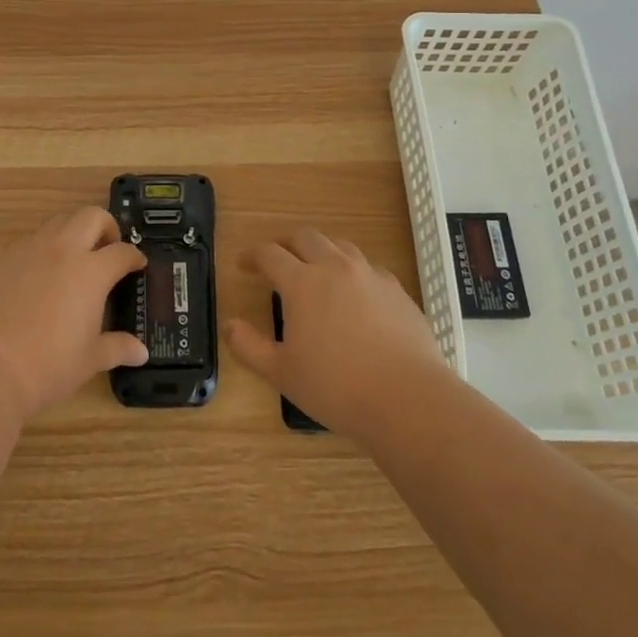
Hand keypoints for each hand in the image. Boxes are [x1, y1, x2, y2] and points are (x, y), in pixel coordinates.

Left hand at [0, 208, 148, 420]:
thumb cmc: (47, 366)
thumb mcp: (89, 360)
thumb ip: (117, 348)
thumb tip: (141, 352)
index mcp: (91, 271)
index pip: (122, 252)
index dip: (134, 257)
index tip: (138, 265)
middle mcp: (63, 250)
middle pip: (91, 216)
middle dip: (106, 226)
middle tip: (109, 248)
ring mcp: (30, 250)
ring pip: (59, 222)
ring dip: (74, 231)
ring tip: (76, 258)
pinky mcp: (3, 259)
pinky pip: (31, 240)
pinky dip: (45, 248)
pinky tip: (41, 275)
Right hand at [225, 228, 448, 439]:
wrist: (408, 399)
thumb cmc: (336, 387)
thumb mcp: (282, 373)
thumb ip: (249, 346)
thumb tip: (229, 325)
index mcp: (302, 282)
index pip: (270, 254)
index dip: (252, 256)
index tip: (244, 264)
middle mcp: (335, 268)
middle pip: (305, 237)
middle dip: (286, 244)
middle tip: (277, 260)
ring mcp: (370, 275)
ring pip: (340, 246)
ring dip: (321, 251)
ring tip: (316, 270)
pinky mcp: (397, 290)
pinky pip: (369, 268)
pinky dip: (353, 271)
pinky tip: (355, 294)